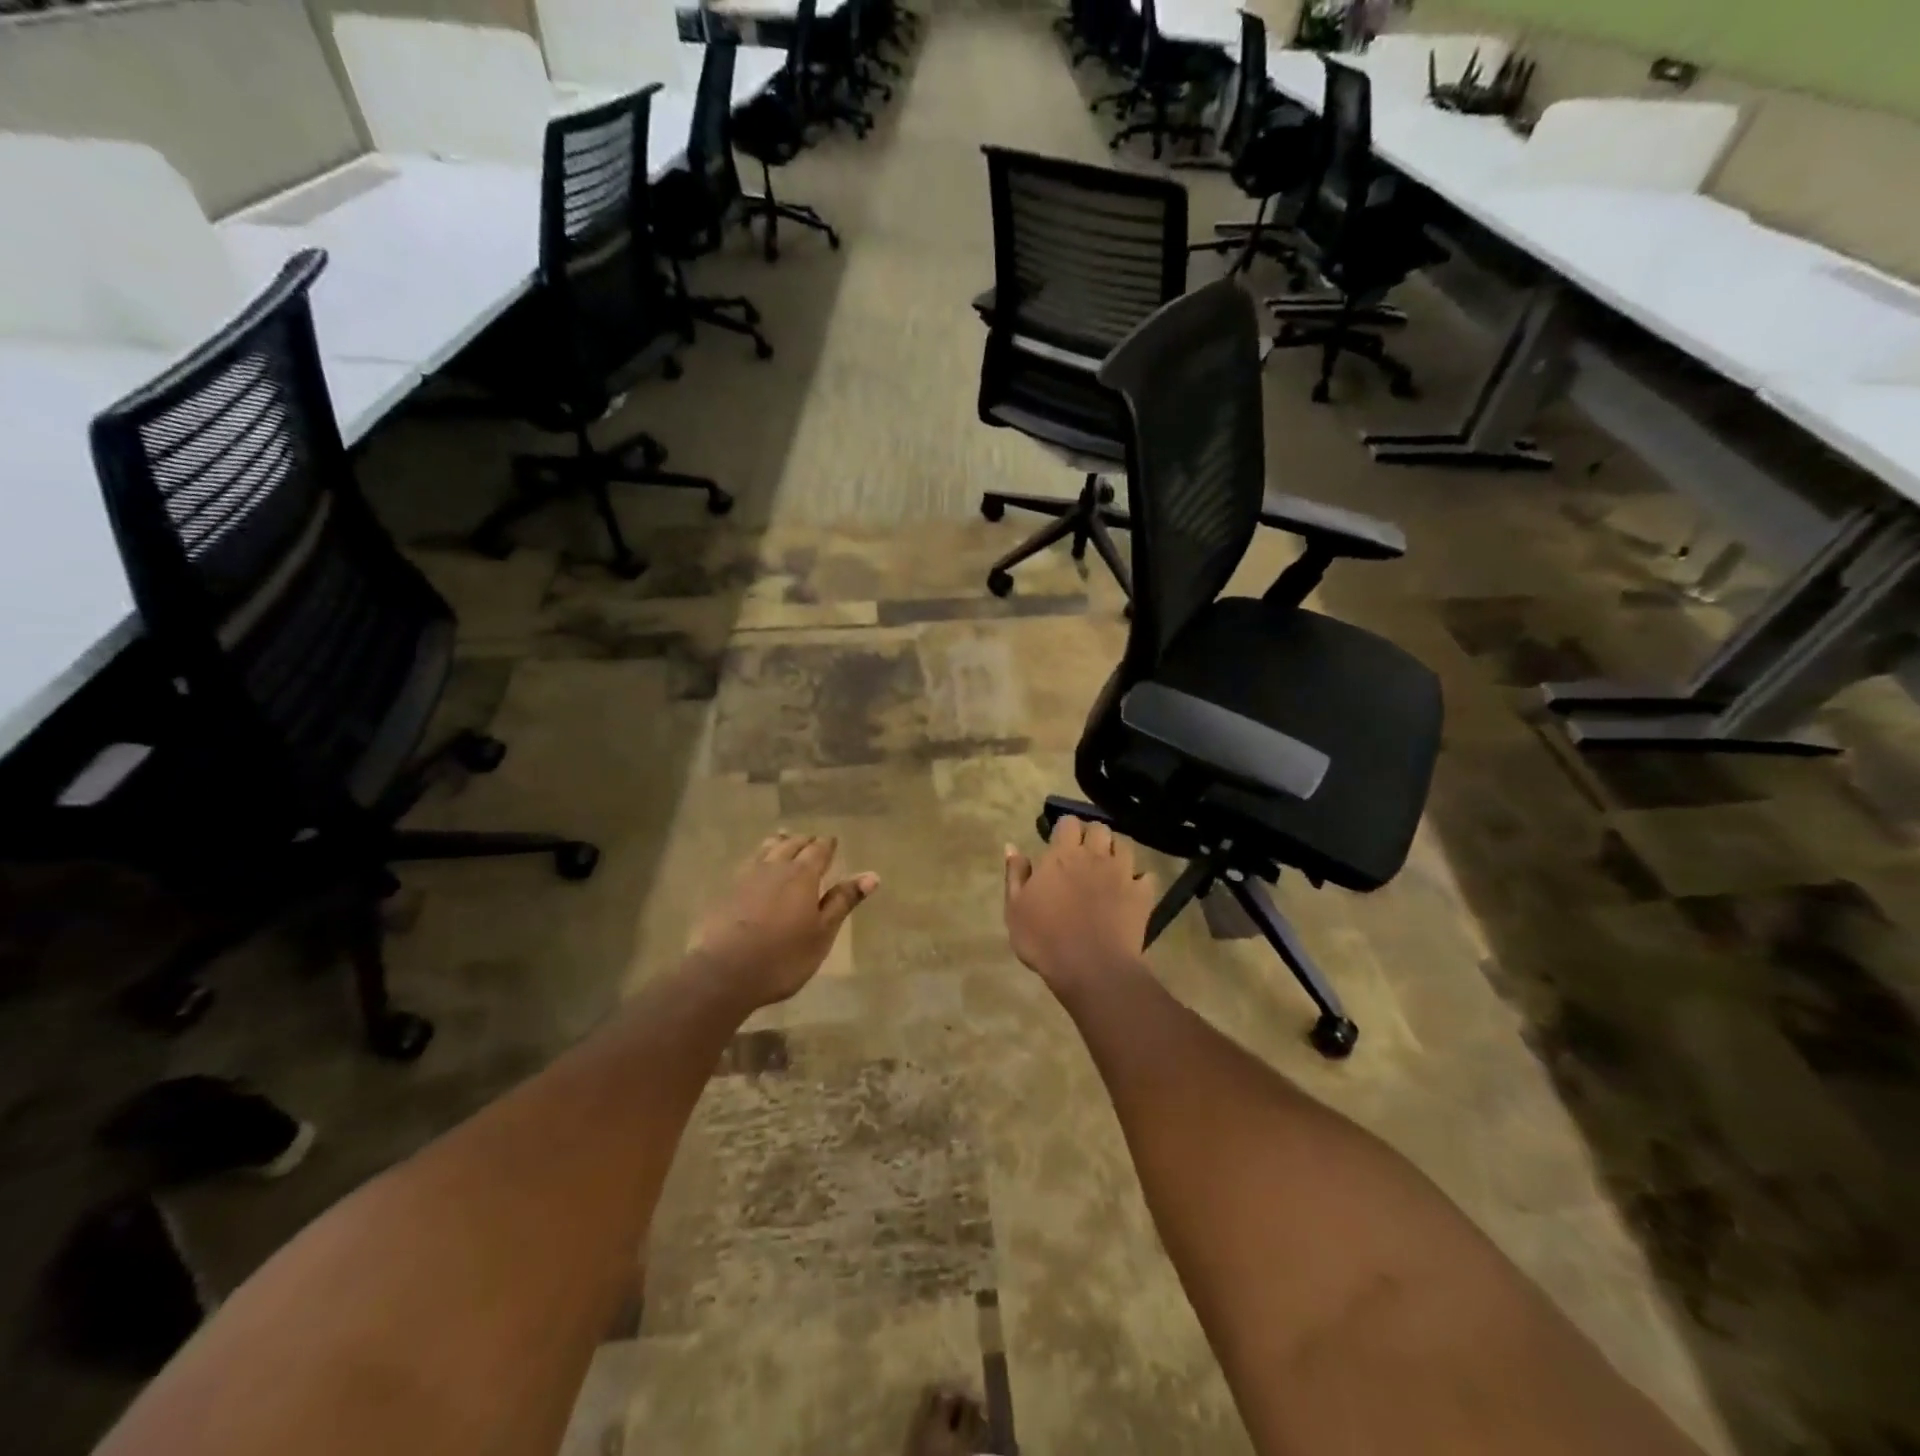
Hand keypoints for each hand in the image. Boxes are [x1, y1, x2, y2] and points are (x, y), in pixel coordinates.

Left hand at [689, 832, 878, 1008]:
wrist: (723, 973)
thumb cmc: (783, 957)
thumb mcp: (822, 933)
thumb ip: (843, 901)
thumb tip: (872, 875)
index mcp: (802, 875)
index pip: (819, 850)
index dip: (827, 845)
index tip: (833, 842)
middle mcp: (774, 867)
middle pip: (792, 845)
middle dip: (804, 842)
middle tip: (812, 842)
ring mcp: (746, 877)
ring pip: (766, 849)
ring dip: (779, 843)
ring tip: (784, 840)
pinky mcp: (726, 890)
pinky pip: (748, 863)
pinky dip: (758, 857)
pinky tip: (756, 865)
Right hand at [1003, 817, 1156, 1002]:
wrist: (1091, 969)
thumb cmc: (1044, 939)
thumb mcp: (1015, 908)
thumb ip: (1015, 875)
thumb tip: (1012, 847)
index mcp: (1062, 856)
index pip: (1068, 823)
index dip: (1064, 829)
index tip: (1058, 843)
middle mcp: (1094, 856)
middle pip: (1099, 828)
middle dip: (1092, 835)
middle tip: (1084, 853)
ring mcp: (1122, 874)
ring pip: (1125, 845)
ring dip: (1116, 851)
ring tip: (1109, 866)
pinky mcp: (1142, 895)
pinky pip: (1146, 876)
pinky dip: (1140, 879)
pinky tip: (1132, 890)